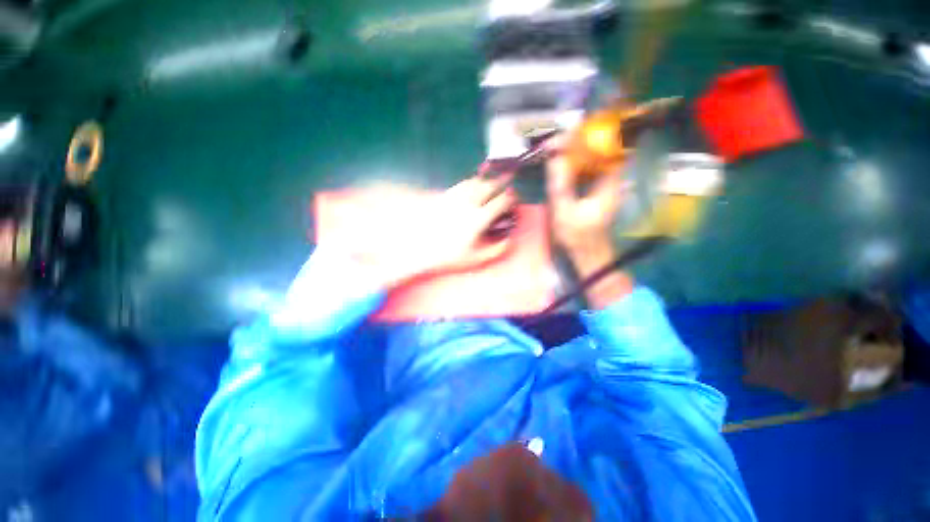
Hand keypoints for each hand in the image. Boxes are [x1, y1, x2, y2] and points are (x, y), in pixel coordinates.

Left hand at [332, 175, 516, 288]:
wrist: (418, 248)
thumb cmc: (448, 256)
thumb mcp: (474, 258)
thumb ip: (496, 250)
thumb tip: (510, 240)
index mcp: (478, 218)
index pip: (500, 202)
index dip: (511, 198)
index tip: (515, 198)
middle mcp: (468, 203)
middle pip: (489, 186)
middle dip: (503, 182)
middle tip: (510, 179)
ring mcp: (455, 197)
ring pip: (476, 182)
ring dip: (488, 179)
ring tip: (494, 179)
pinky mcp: (444, 195)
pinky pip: (463, 184)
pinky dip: (473, 181)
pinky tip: (475, 182)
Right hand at [546, 140, 632, 306]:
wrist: (587, 253)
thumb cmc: (578, 236)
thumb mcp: (565, 212)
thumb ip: (560, 185)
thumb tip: (554, 157)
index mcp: (610, 182)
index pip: (606, 147)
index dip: (590, 136)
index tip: (566, 135)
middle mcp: (611, 178)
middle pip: (600, 148)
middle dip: (578, 140)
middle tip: (555, 141)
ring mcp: (605, 182)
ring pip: (593, 156)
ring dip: (575, 150)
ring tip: (554, 148)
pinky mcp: (596, 188)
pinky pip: (587, 167)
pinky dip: (574, 161)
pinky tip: (560, 162)